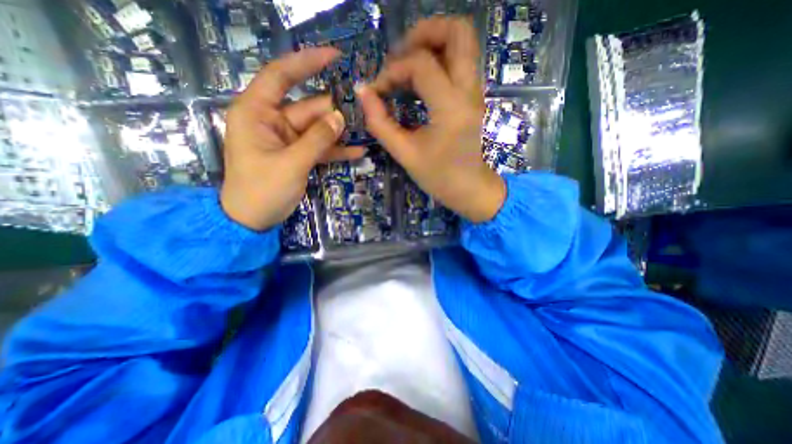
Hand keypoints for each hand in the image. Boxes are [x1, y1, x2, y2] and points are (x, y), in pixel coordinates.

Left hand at [220, 46, 366, 230]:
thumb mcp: (291, 164)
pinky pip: (319, 147)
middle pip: (308, 108)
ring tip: (365, 131)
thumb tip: (340, 117)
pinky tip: (357, 152)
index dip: (306, 63)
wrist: (253, 219)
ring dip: (339, 132)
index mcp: (257, 113)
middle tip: (363, 110)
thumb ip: (317, 140)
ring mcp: (287, 139)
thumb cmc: (262, 190)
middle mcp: (272, 121)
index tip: (334, 57)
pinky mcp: (297, 155)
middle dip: (334, 110)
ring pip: (317, 129)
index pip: (281, 76)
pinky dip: (335, 150)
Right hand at [356, 18, 502, 223]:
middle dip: (424, 32)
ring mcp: (475, 92)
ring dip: (433, 42)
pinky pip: (460, 61)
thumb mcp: (405, 153)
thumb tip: (363, 91)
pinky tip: (420, 79)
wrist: (469, 188)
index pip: (421, 64)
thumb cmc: (438, 176)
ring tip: (407, 65)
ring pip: (463, 42)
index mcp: (451, 107)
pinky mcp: (473, 97)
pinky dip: (439, 58)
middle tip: (400, 54)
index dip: (393, 71)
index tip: (378, 90)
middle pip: (458, 31)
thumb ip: (380, 122)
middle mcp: (469, 91)